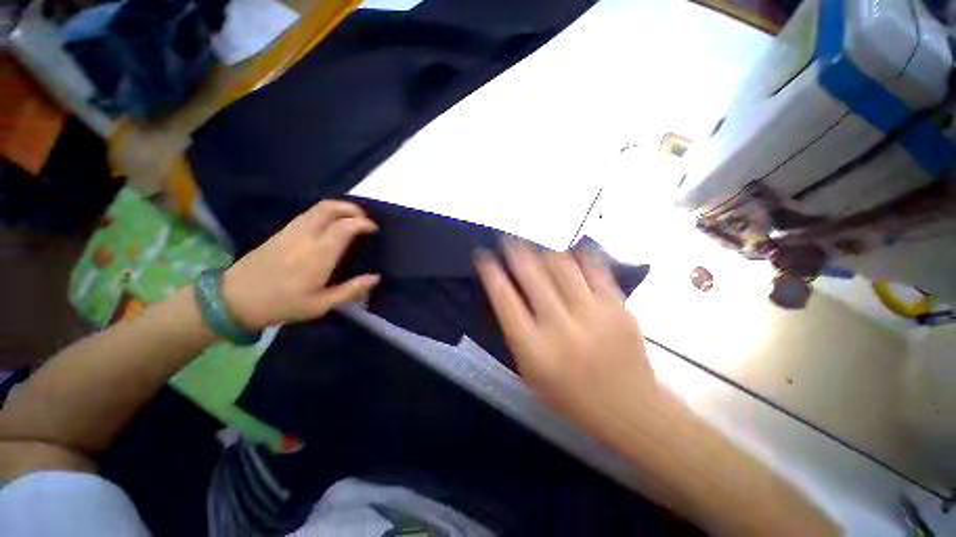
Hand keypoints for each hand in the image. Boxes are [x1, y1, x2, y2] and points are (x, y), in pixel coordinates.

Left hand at [223, 200, 379, 329]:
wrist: (235, 299)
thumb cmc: (283, 305)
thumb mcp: (321, 305)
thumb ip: (351, 290)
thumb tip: (375, 277)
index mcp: (318, 255)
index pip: (345, 226)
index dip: (362, 223)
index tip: (373, 228)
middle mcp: (305, 236)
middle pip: (329, 208)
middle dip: (351, 208)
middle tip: (363, 218)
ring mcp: (290, 231)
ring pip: (317, 208)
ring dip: (338, 208)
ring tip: (350, 219)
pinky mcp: (281, 232)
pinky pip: (307, 214)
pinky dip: (325, 213)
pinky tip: (329, 225)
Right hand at [474, 240, 659, 434]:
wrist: (629, 407)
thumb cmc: (570, 395)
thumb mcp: (531, 372)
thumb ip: (517, 333)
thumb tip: (509, 294)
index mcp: (534, 347)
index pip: (504, 299)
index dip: (491, 272)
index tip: (483, 256)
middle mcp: (560, 326)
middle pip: (531, 275)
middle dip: (515, 251)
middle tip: (508, 240)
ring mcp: (592, 314)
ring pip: (562, 266)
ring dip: (543, 252)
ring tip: (536, 246)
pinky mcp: (617, 307)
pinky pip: (596, 270)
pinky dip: (580, 256)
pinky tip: (571, 250)